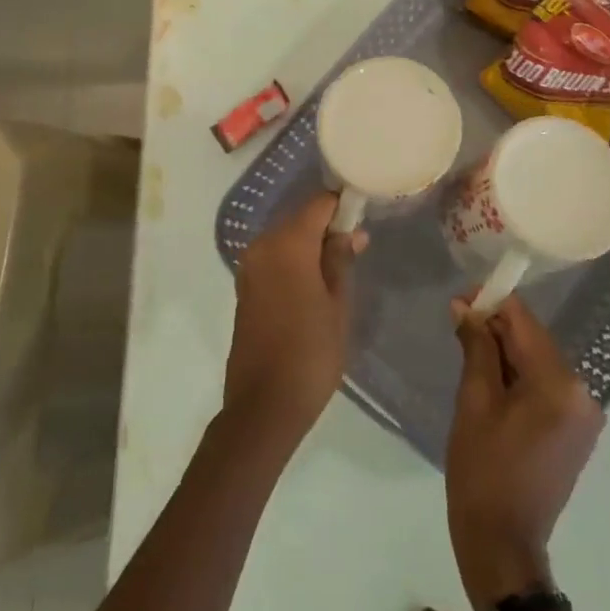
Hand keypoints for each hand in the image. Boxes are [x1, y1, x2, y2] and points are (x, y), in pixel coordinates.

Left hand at [223, 193, 366, 445]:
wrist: (263, 406)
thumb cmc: (311, 353)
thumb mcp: (337, 305)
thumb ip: (341, 260)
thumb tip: (350, 231)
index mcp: (287, 244)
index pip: (319, 204)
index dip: (342, 206)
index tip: (364, 217)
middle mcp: (262, 246)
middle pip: (300, 219)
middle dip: (327, 227)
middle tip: (356, 249)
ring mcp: (249, 267)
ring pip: (286, 239)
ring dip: (310, 246)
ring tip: (339, 271)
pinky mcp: (244, 287)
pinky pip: (274, 260)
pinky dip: (294, 262)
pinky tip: (313, 285)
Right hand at [445, 295, 602, 610]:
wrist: (503, 544)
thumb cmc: (482, 471)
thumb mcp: (473, 402)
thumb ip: (475, 346)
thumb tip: (465, 306)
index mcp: (559, 384)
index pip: (524, 321)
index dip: (491, 302)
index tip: (459, 301)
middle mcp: (582, 393)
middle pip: (534, 340)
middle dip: (496, 328)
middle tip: (457, 326)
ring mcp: (583, 414)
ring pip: (538, 361)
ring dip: (505, 353)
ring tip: (468, 355)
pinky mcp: (576, 431)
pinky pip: (546, 386)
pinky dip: (519, 377)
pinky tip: (491, 384)